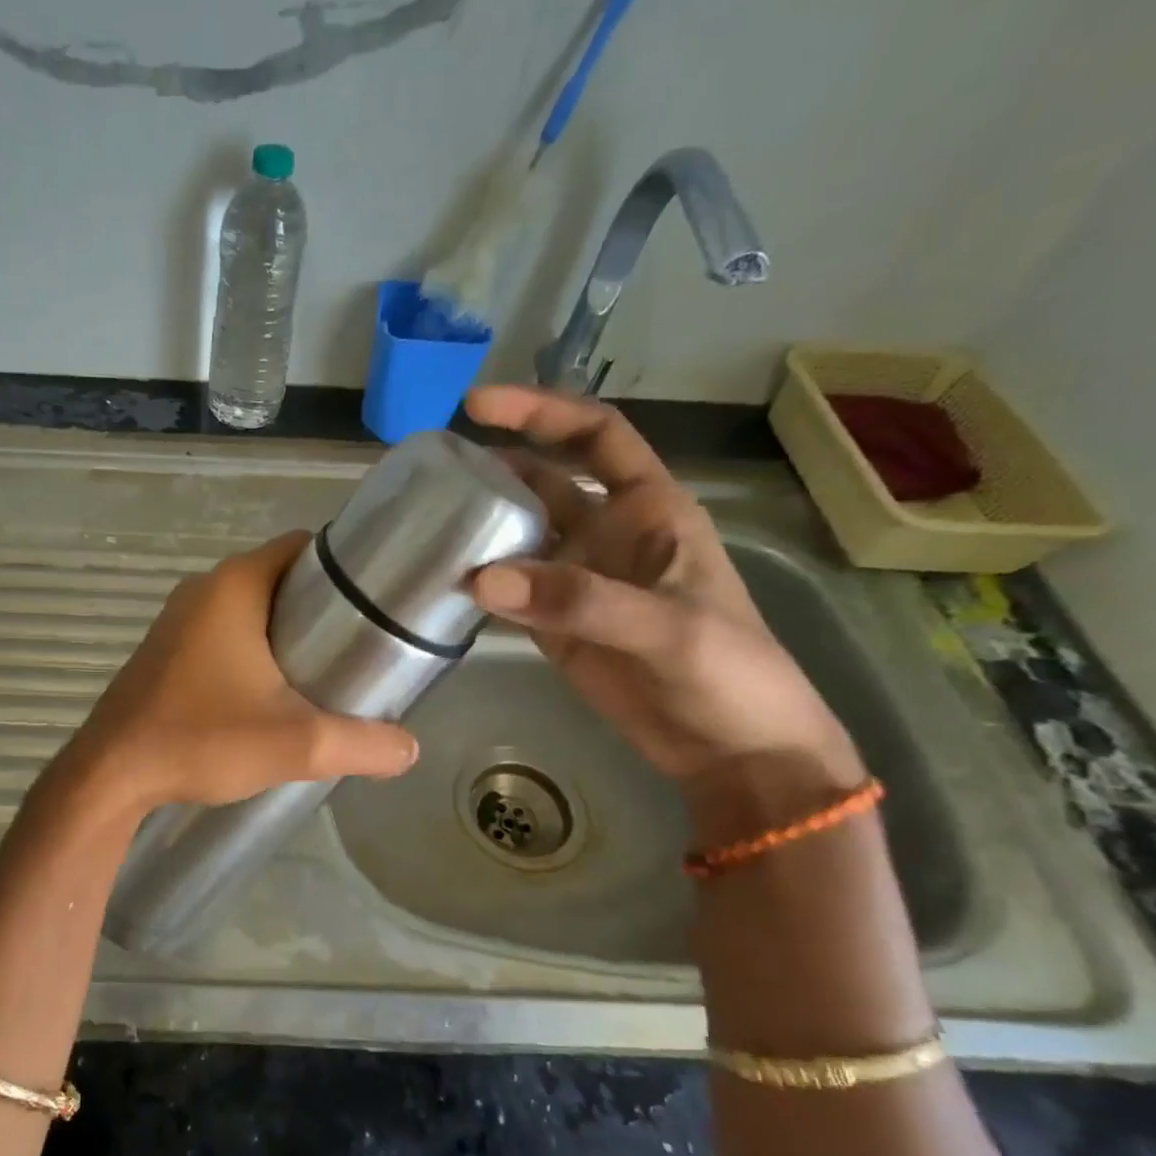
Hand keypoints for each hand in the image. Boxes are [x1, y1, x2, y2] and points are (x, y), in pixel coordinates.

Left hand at [70, 531, 418, 810]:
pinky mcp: (166, 652)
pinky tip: (271, 694)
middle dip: (321, 607)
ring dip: (285, 633)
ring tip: (325, 674)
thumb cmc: (201, 739)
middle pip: (280, 579)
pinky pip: (222, 634)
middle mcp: (203, 590)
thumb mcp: (296, 744)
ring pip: (250, 610)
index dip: (344, 569)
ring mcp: (178, 620)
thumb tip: (410, 750)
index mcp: (234, 586)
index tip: (377, 603)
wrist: (112, 775)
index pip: (303, 548)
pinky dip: (252, 651)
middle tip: (361, 648)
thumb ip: (362, 744)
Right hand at [464, 386, 861, 791]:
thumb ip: (579, 600)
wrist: (733, 751)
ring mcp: (577, 582)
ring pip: (519, 537)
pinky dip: (477, 585)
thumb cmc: (729, 674)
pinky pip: (507, 592)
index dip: (541, 412)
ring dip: (479, 527)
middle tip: (430, 470)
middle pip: (543, 482)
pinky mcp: (555, 627)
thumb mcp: (668, 629)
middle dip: (494, 467)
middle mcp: (608, 534)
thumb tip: (480, 578)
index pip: (595, 437)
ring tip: (422, 521)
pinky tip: (440, 580)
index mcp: (650, 510)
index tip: (478, 405)